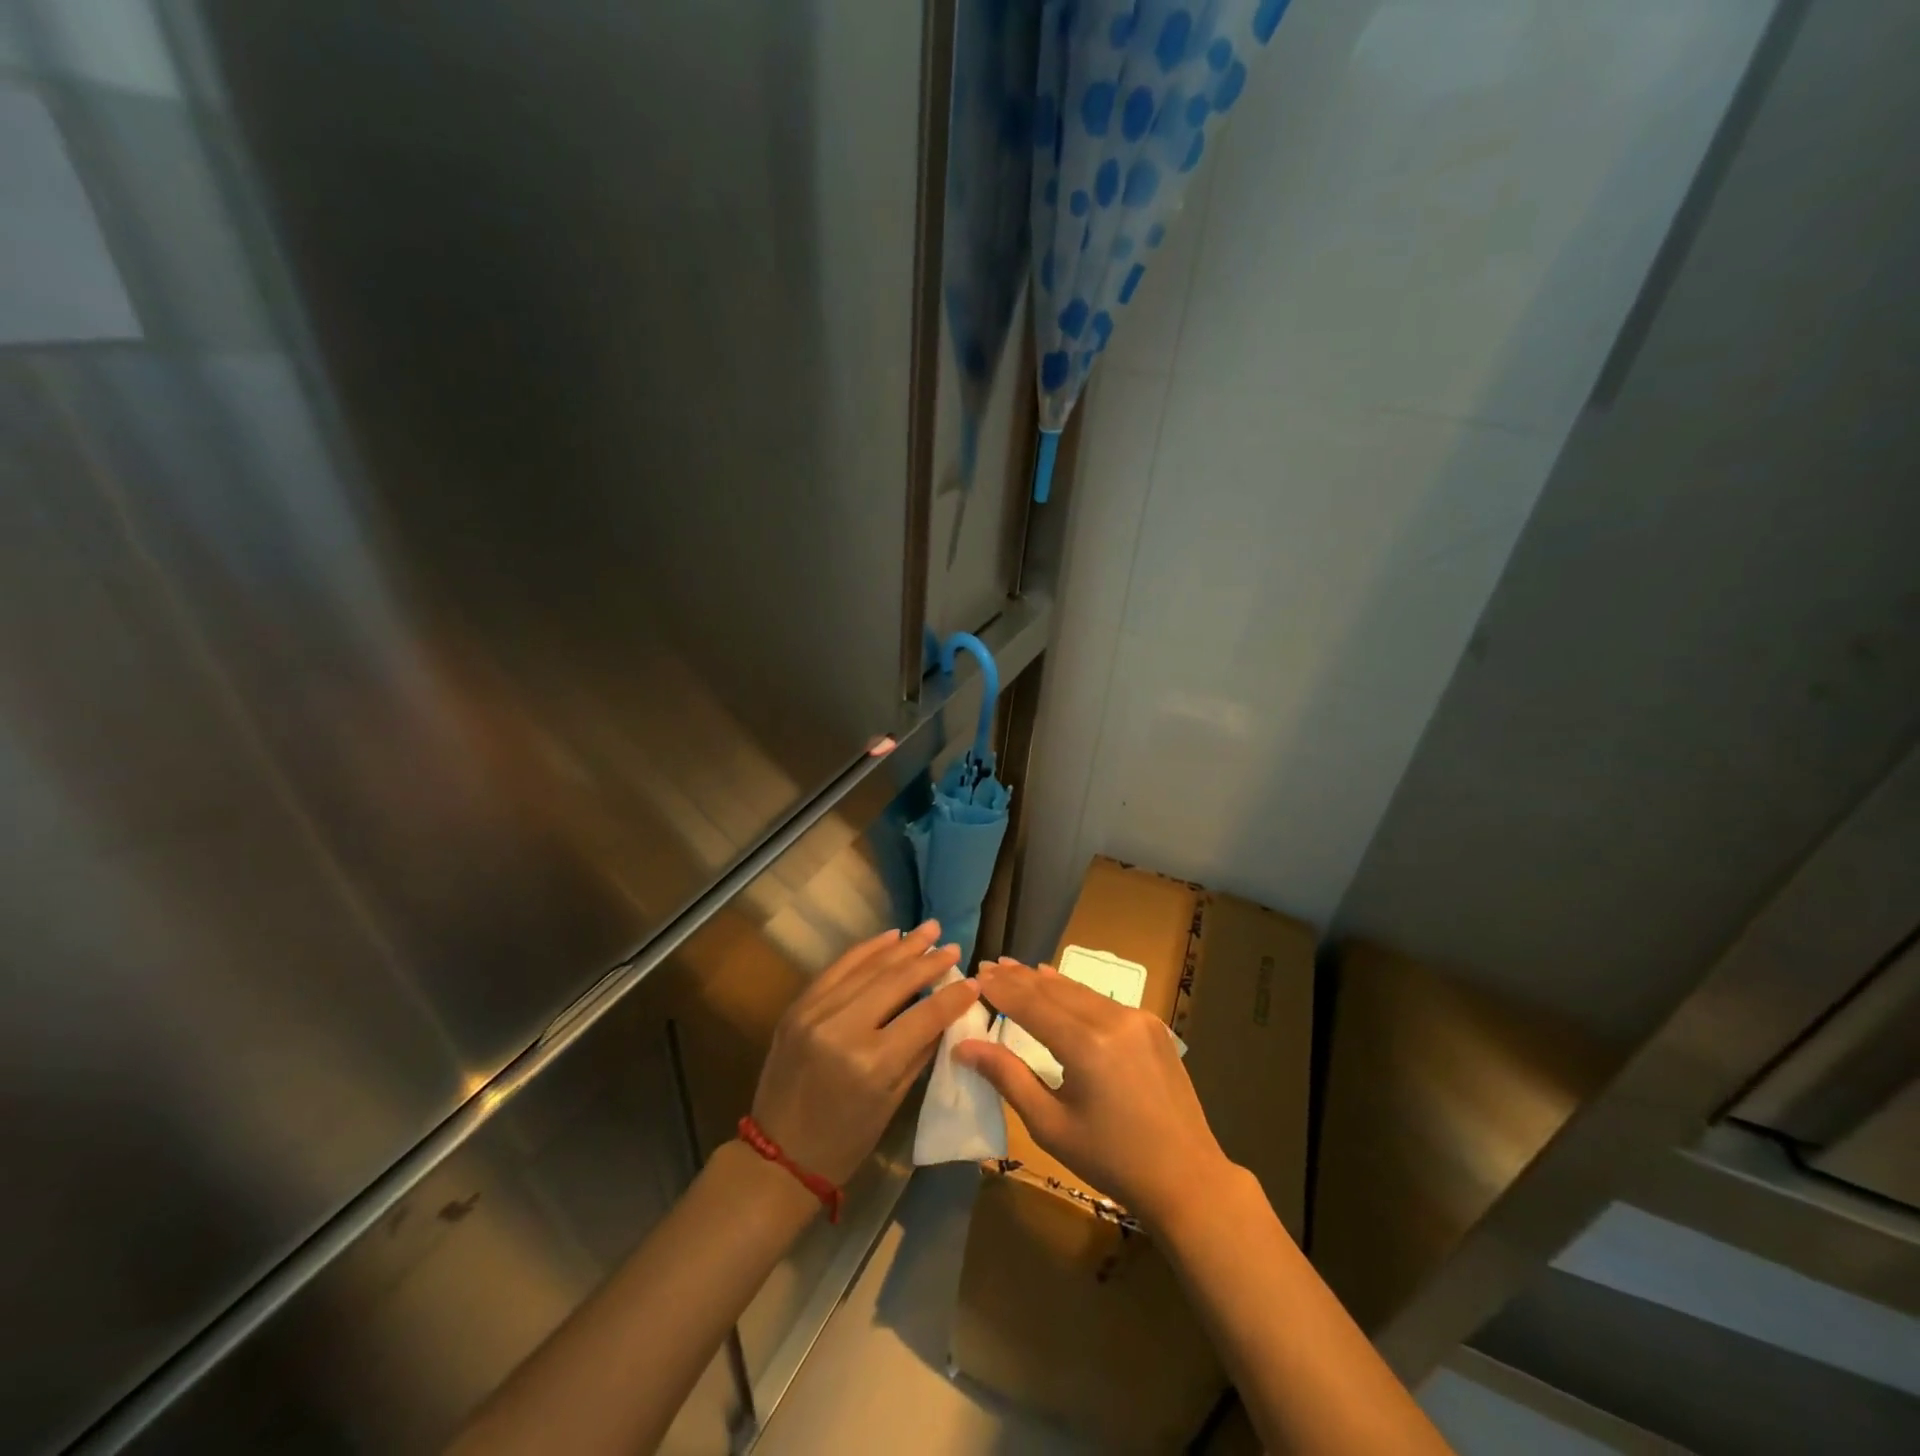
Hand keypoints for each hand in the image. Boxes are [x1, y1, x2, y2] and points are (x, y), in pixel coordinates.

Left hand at [750, 921, 978, 1185]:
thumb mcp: (893, 1101)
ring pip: (868, 967)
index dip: (952, 996)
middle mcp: (843, 1029)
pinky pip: (837, 968)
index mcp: (872, 1063)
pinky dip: (866, 950)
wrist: (777, 1155)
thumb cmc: (845, 1140)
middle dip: (929, 961)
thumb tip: (947, 1012)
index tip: (973, 981)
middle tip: (953, 946)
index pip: (924, 1016)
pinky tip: (889, 937)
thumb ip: (920, 1050)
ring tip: (929, 929)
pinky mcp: (797, 1006)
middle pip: (896, 982)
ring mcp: (815, 1013)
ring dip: (902, 946)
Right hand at [953, 958, 1235, 1228]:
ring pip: (1080, 991)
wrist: (1187, 1178)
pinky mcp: (1152, 1025)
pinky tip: (1057, 984)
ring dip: (1045, 981)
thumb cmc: (1111, 1160)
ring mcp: (1137, 1018)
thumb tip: (965, 1046)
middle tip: (989, 966)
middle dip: (1020, 978)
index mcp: (1087, 1045)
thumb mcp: (1051, 1126)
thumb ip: (1007, 1078)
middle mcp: (1114, 1019)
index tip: (976, 975)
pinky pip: (1102, 1001)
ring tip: (1015, 969)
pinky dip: (1074, 992)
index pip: (1032, 1004)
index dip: (1002, 989)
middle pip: (1055, 990)